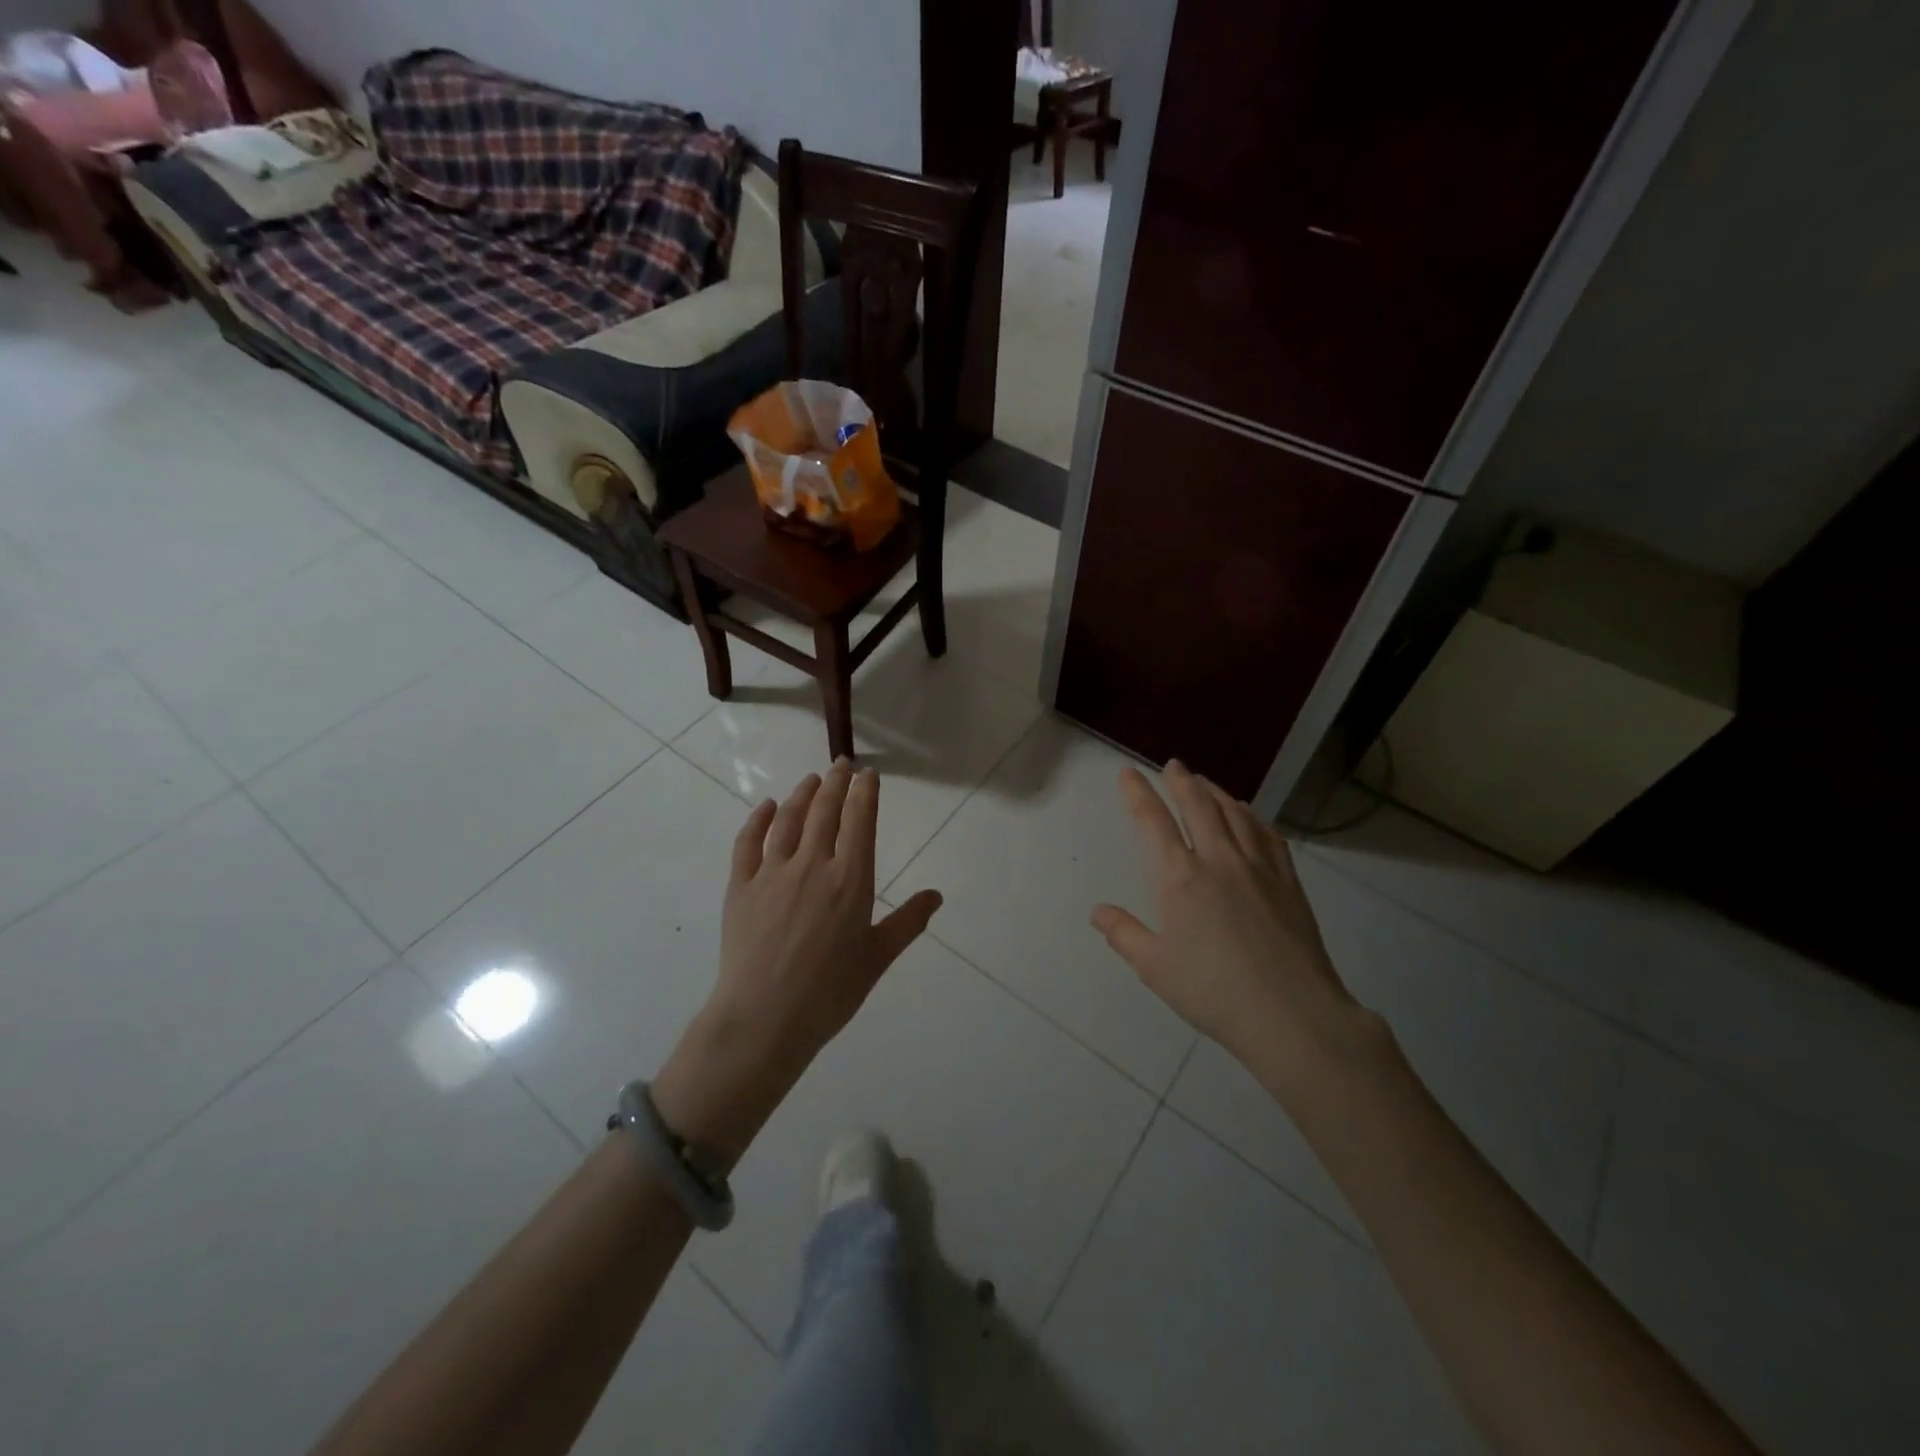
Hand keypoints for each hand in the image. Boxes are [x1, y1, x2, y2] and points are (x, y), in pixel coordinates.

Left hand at [653, 762, 941, 1162]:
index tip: (868, 775)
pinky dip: (759, 819)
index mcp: (851, 880)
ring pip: (789, 819)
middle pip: (826, 811)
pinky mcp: (741, 886)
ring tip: (811, 779)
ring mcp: (773, 873)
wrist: (764, 1019)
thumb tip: (937, 896)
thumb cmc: (829, 992)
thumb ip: (907, 922)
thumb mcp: (877, 958)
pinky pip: (748, 842)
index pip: (860, 822)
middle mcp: (813, 865)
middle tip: (842, 764)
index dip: (865, 793)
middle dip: (836, 782)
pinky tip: (768, 807)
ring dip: (803, 794)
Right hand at [1092, 762, 1373, 1089]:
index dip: (1138, 793)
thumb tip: (1098, 911)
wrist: (1291, 1013)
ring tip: (1205, 782)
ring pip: (1234, 813)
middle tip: (1173, 765)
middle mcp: (1218, 859)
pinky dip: (1253, 816)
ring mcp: (1258, 867)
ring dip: (1216, 792)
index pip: (1153, 822)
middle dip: (1181, 781)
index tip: (1127, 773)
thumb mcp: (1154, 967)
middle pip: (1198, 805)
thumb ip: (1124, 934)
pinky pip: (1267, 834)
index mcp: (1179, 877)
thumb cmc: (1213, 991)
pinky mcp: (1288, 881)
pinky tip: (1249, 816)